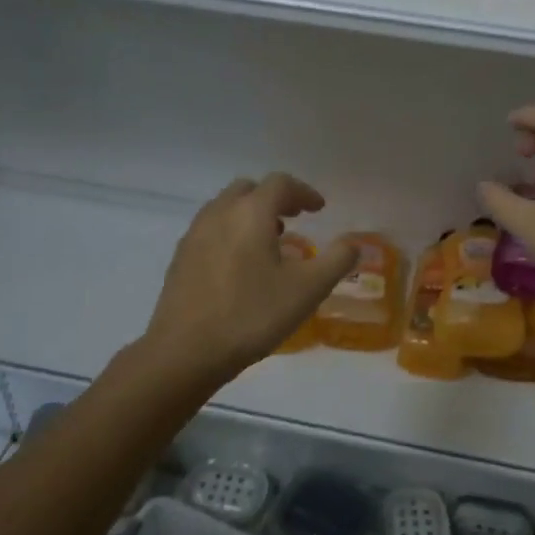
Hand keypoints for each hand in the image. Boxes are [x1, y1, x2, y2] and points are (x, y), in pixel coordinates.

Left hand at [144, 173, 357, 379]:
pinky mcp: (180, 257)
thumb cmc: (252, 315)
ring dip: (250, 215)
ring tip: (268, 243)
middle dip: (274, 199)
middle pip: (249, 190)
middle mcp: (219, 213)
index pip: (280, 184)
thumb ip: (336, 261)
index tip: (318, 209)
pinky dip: (230, 232)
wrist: (185, 351)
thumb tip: (354, 243)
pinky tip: (240, 266)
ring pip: (226, 208)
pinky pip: (210, 230)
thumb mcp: (307, 290)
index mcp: (251, 213)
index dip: (304, 192)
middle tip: (293, 220)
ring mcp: (194, 234)